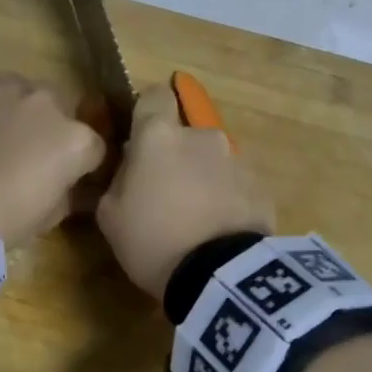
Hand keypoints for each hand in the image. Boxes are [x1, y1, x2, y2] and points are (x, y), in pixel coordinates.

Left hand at [0, 75, 105, 248]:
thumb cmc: (9, 216)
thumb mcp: (52, 214)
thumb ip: (70, 191)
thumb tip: (71, 184)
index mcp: (78, 141)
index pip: (95, 148)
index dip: (85, 165)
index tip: (71, 177)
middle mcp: (53, 105)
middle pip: (66, 113)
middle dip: (57, 131)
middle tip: (36, 156)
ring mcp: (17, 90)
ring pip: (33, 95)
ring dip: (29, 113)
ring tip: (8, 137)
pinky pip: (1, 90)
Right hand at [97, 85, 274, 299]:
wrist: (220, 275)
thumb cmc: (152, 239)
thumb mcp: (110, 215)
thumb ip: (116, 180)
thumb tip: (128, 169)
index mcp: (159, 136)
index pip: (153, 95)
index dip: (145, 112)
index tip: (137, 137)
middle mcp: (202, 136)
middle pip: (184, 134)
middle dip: (174, 155)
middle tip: (163, 193)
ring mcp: (236, 160)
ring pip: (210, 160)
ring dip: (200, 177)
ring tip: (194, 220)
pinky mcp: (261, 187)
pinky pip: (233, 185)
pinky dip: (224, 199)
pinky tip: (216, 232)